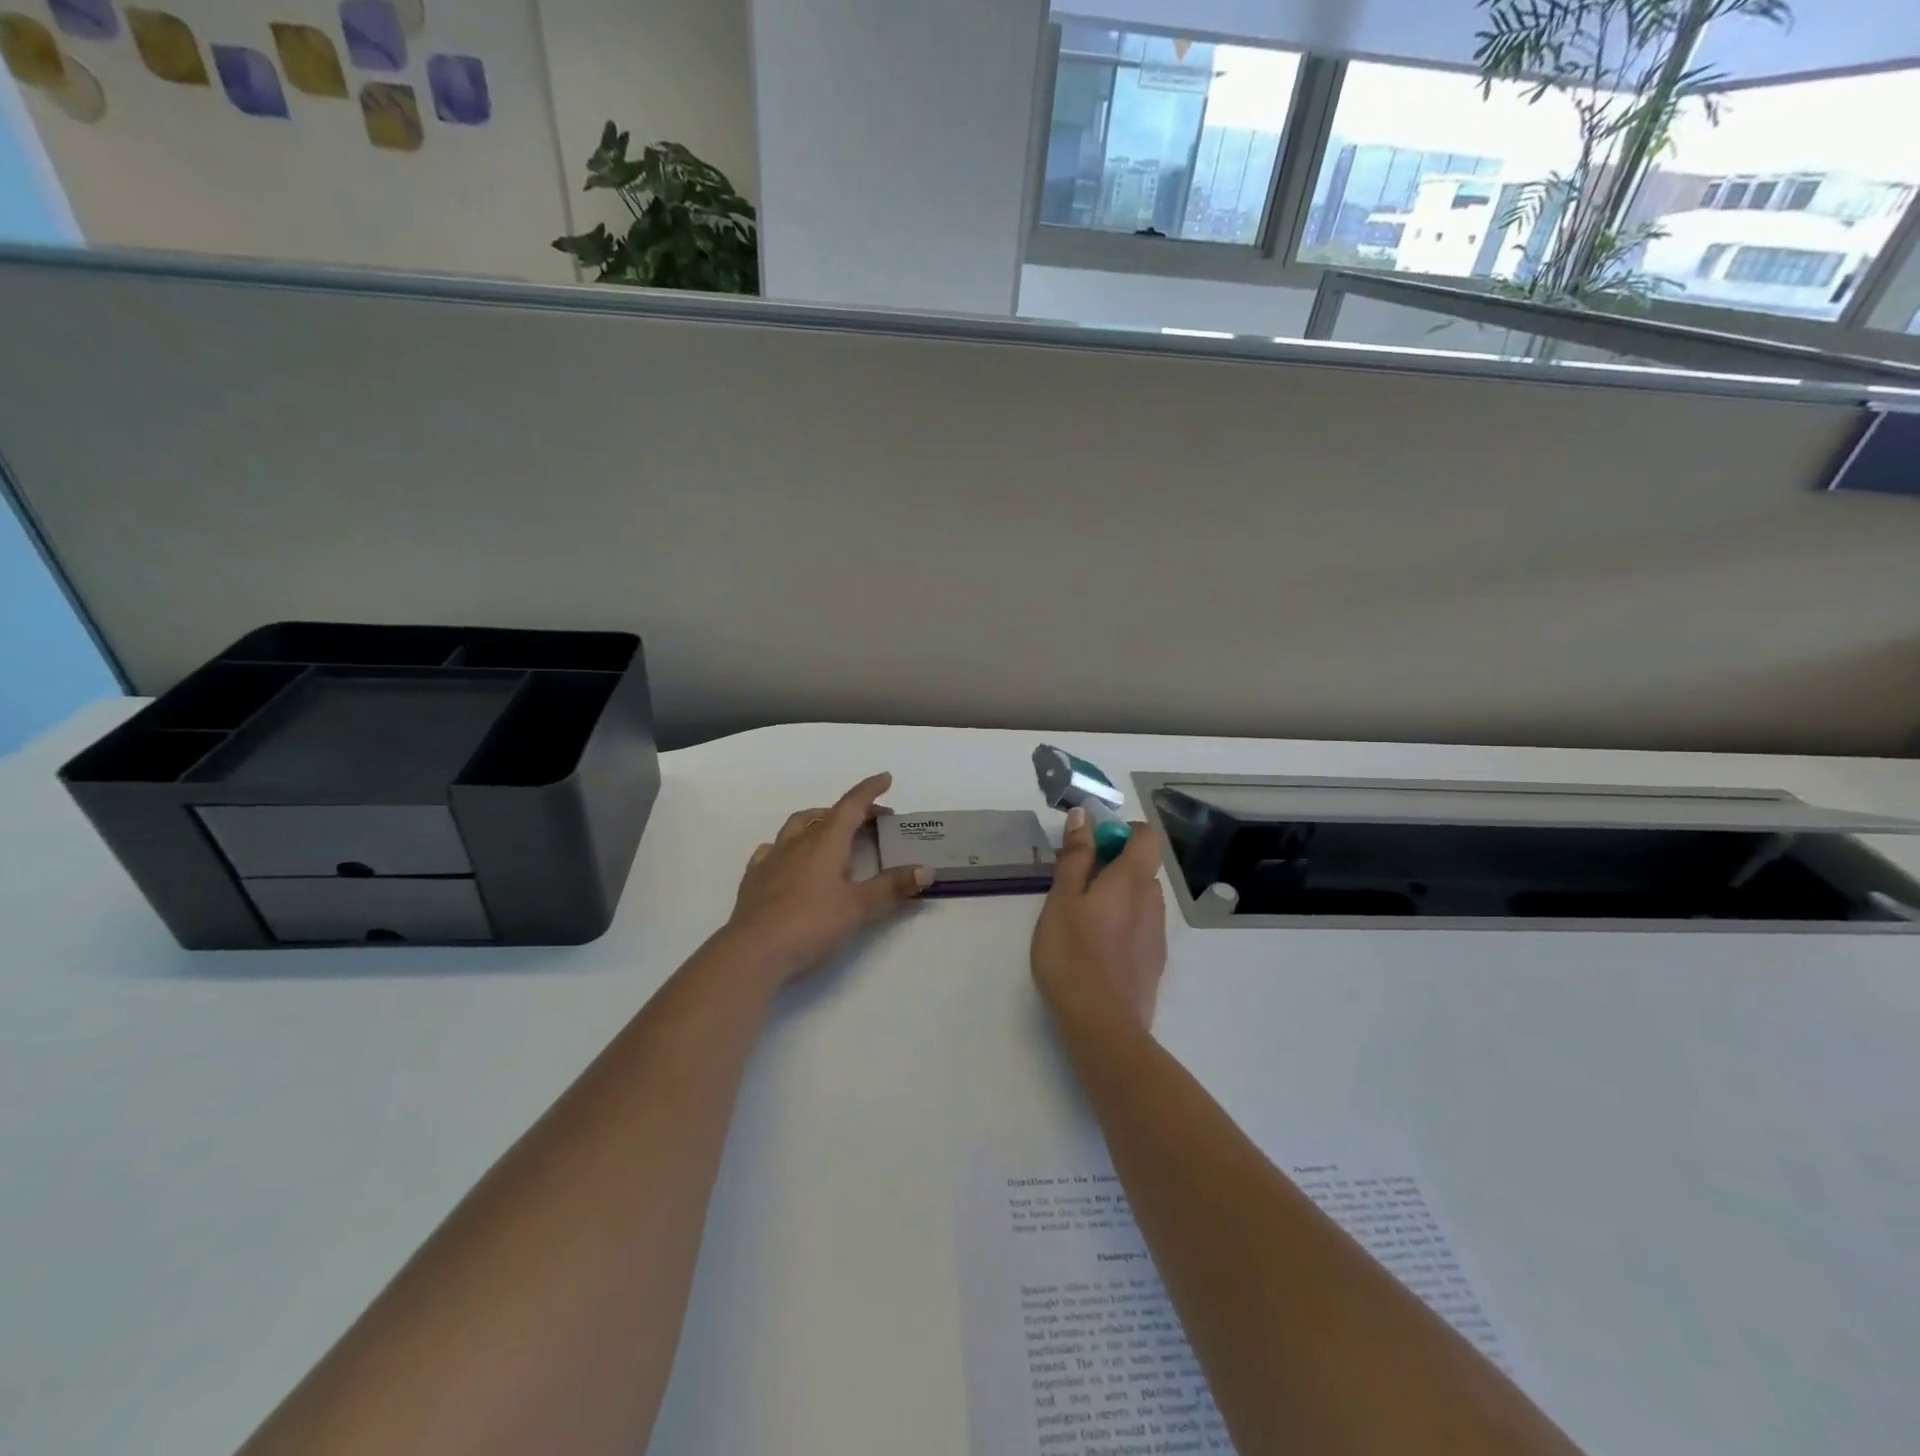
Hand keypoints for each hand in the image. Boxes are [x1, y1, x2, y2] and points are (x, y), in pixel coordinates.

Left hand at [725, 773, 931, 982]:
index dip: (869, 790)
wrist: (752, 952)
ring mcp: (771, 859)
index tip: (885, 778)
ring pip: (796, 826)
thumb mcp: (859, 908)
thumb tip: (925, 870)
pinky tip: (790, 859)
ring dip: (817, 822)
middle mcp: (797, 842)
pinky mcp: (754, 879)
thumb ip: (892, 887)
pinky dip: (788, 846)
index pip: (851, 806)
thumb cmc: (811, 924)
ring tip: (831, 833)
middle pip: (826, 814)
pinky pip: (772, 850)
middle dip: (850, 811)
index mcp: (825, 842)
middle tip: (870, 821)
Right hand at [1032, 809, 1167, 1032]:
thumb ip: (1076, 857)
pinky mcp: (1153, 961)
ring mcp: (1157, 934)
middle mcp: (1153, 901)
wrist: (1103, 1026)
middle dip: (1112, 864)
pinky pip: (1140, 925)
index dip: (1122, 831)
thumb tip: (1084, 817)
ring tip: (1080, 917)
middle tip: (1074, 883)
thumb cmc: (1073, 955)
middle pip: (1141, 866)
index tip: (1090, 846)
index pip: (1146, 836)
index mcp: (1133, 880)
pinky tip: (1095, 947)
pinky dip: (1121, 923)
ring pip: (1140, 897)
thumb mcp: (1063, 899)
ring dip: (1116, 894)